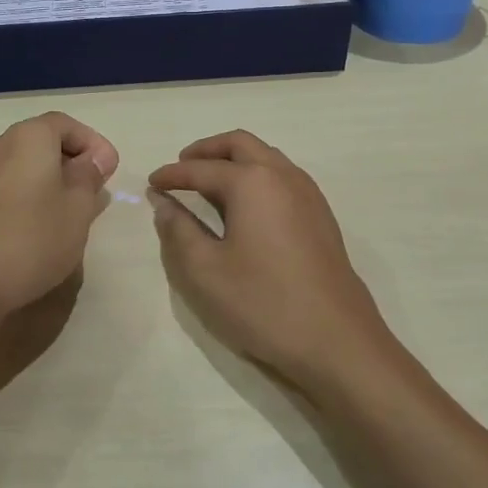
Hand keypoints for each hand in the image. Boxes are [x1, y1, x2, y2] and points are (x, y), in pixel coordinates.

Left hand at [0, 113, 117, 408]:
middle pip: (45, 141)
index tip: (110, 171)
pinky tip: (47, 223)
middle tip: (97, 190)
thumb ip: (89, 177)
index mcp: (29, 137)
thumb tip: (94, 160)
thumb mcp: (78, 207)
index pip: (66, 125)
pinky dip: (34, 192)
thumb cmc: (34, 236)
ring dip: (55, 179)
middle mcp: (2, 145)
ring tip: (76, 210)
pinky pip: (13, 182)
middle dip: (74, 161)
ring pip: (28, 163)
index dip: (93, 143)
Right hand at [149, 130, 403, 397]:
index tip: (151, 183)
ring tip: (210, 183)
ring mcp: (309, 195)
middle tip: (182, 166)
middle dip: (207, 150)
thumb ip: (177, 229)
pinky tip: (246, 206)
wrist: (337, 343)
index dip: (171, 175)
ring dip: (235, 160)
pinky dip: (257, 176)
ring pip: (266, 157)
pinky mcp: (322, 217)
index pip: (201, 169)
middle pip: (240, 144)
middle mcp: (283, 176)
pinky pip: (283, 177)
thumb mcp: (204, 270)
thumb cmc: (263, 303)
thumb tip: (163, 201)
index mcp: (252, 182)